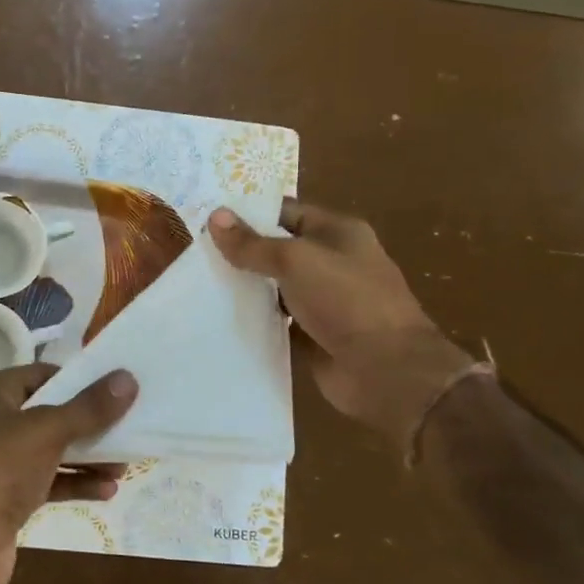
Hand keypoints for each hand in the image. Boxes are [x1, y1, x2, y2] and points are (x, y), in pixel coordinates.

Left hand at [0, 363, 136, 583]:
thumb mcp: (47, 431)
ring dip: (86, 457)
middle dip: (87, 424)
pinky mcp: (3, 499)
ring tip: (125, 464)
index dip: (77, 380)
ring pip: (48, 450)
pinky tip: (107, 490)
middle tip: (127, 427)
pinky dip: (73, 483)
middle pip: (47, 414)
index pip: (39, 375)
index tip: (114, 389)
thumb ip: (89, 408)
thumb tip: (128, 378)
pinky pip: (45, 482)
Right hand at [209, 200, 473, 448]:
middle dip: (241, 251)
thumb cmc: (346, 301)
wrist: (387, 371)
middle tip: (196, 252)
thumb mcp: (295, 261)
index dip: (249, 213)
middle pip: (278, 250)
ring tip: (199, 284)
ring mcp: (323, 301)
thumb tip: (215, 216)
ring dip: (245, 288)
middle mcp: (332, 263)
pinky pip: (276, 321)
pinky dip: (254, 320)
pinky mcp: (313, 335)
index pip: (286, 212)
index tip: (207, 217)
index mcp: (338, 233)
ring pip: (274, 287)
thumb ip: (253, 243)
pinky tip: (219, 318)